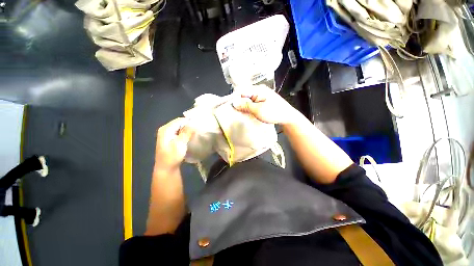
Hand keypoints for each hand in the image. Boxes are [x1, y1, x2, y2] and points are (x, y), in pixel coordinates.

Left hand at [154, 118, 194, 172]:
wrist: (166, 169)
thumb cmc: (172, 156)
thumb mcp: (180, 143)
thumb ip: (186, 132)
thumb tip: (193, 123)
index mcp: (166, 129)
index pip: (180, 120)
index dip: (189, 121)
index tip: (198, 124)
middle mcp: (165, 130)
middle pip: (179, 123)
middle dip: (189, 125)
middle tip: (198, 128)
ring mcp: (167, 134)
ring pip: (180, 128)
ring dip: (187, 130)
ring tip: (196, 132)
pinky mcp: (170, 139)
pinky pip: (179, 133)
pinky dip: (185, 134)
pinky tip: (190, 137)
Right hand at [232, 85, 299, 124]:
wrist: (287, 117)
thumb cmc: (274, 113)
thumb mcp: (258, 110)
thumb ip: (245, 105)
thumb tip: (234, 102)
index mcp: (258, 89)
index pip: (241, 91)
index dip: (234, 98)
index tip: (230, 107)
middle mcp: (259, 90)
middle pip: (244, 94)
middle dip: (239, 102)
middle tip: (234, 111)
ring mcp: (261, 95)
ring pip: (248, 98)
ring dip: (243, 105)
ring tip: (239, 113)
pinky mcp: (263, 100)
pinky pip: (252, 102)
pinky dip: (248, 107)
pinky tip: (246, 112)